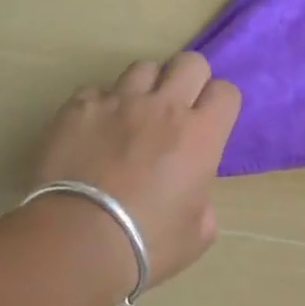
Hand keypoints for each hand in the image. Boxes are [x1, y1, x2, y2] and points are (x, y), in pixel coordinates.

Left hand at [31, 52, 240, 287]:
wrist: (78, 241)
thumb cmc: (148, 243)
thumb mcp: (198, 233)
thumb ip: (203, 202)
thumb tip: (192, 195)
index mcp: (202, 134)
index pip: (226, 91)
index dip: (220, 105)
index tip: (210, 124)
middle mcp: (165, 107)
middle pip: (189, 62)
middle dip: (189, 80)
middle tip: (178, 110)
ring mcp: (118, 102)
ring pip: (143, 68)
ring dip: (146, 88)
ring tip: (134, 115)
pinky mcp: (78, 108)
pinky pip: (96, 91)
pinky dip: (101, 105)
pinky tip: (95, 130)